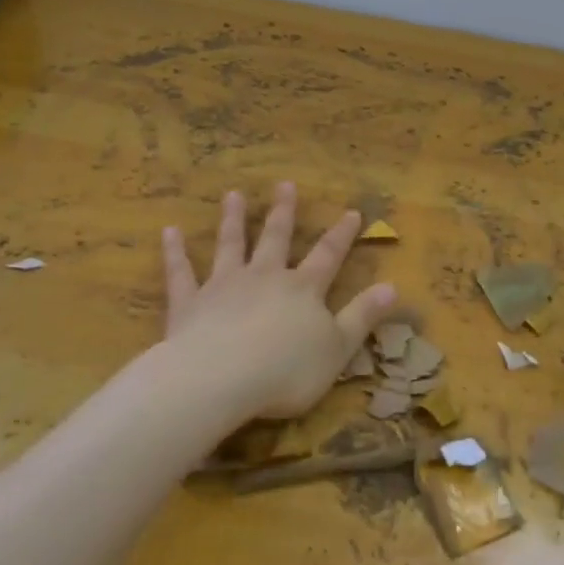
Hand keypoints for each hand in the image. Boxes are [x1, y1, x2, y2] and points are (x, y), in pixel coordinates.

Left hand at [162, 184, 396, 419]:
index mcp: (302, 289)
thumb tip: (394, 287)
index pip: (328, 255)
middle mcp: (265, 277)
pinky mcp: (189, 303)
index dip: (342, 234)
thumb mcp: (338, 348)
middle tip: (284, 184)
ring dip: (232, 220)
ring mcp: (224, 286)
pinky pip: (181, 273)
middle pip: (275, 238)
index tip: (352, 211)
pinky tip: (169, 232)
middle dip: (282, 212)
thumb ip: (363, 316)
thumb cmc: (286, 370)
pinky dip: (175, 252)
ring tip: (232, 195)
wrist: (220, 379)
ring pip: (230, 245)